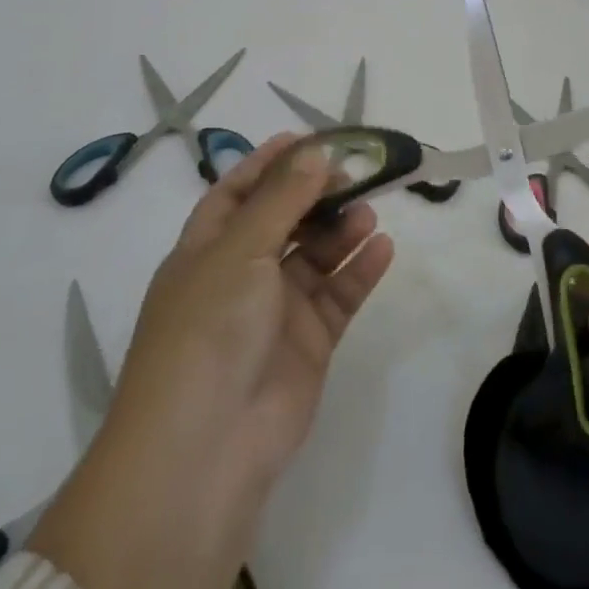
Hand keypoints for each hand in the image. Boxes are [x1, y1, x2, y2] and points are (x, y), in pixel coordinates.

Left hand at [31, 136, 392, 588]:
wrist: (205, 449)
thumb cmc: (209, 329)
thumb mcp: (240, 250)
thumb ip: (283, 198)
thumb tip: (315, 150)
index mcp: (207, 250)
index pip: (238, 193)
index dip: (270, 164)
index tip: (310, 138)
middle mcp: (240, 275)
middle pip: (284, 220)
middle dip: (317, 194)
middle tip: (354, 174)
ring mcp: (275, 311)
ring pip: (316, 255)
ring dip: (342, 230)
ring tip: (369, 211)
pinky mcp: (308, 343)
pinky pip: (339, 296)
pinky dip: (360, 271)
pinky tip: (383, 248)